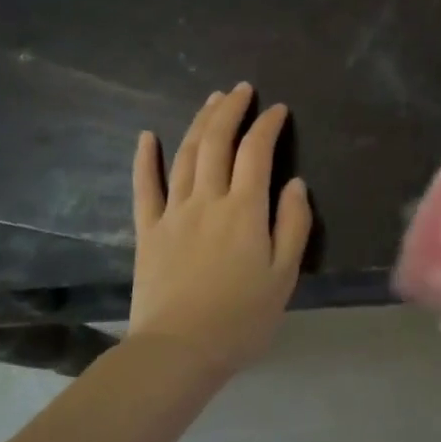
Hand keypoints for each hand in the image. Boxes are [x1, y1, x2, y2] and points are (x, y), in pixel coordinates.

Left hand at [128, 83, 311, 371]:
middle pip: (217, 142)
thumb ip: (293, 225)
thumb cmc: (241, 318)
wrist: (178, 351)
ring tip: (211, 100)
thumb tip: (295, 183)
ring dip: (199, 123)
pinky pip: (145, 187)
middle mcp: (208, 200)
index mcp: (245, 209)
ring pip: (185, 155)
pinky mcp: (148, 230)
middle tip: (241, 90)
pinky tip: (146, 136)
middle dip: (231, 110)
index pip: (257, 152)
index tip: (278, 109)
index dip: (268, 125)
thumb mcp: (284, 276)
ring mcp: (173, 212)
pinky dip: (145, 158)